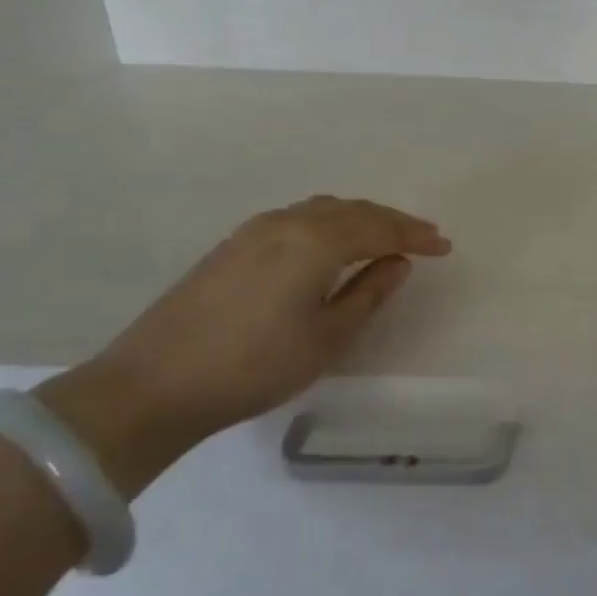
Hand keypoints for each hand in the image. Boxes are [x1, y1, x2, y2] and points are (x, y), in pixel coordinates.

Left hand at [36, 196, 451, 495]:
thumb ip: (368, 293)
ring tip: (384, 237)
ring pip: (322, 210)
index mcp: (314, 242)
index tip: (444, 246)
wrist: (152, 385)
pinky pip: (298, 218)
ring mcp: (254, 231)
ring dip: (359, 219)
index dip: (415, 235)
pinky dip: (329, 223)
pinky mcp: (233, 245)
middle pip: (352, 210)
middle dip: (391, 221)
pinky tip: (332, 243)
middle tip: (423, 238)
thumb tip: (398, 263)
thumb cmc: (253, 366)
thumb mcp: (326, 337)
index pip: (378, 227)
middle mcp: (286, 223)